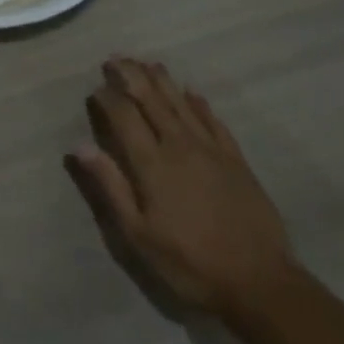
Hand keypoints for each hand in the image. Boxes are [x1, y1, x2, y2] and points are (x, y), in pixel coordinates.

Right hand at [65, 58, 299, 319]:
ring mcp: (211, 151)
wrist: (262, 285)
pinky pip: (214, 122)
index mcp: (152, 163)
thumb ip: (110, 187)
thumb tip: (80, 147)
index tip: (95, 88)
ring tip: (147, 62)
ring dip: (162, 80)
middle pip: (151, 100)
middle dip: (131, 76)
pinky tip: (192, 93)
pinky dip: (200, 104)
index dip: (107, 97)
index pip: (123, 116)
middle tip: (116, 58)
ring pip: (181, 104)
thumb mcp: (139, 235)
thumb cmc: (191, 263)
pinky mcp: (236, 161)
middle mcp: (179, 146)